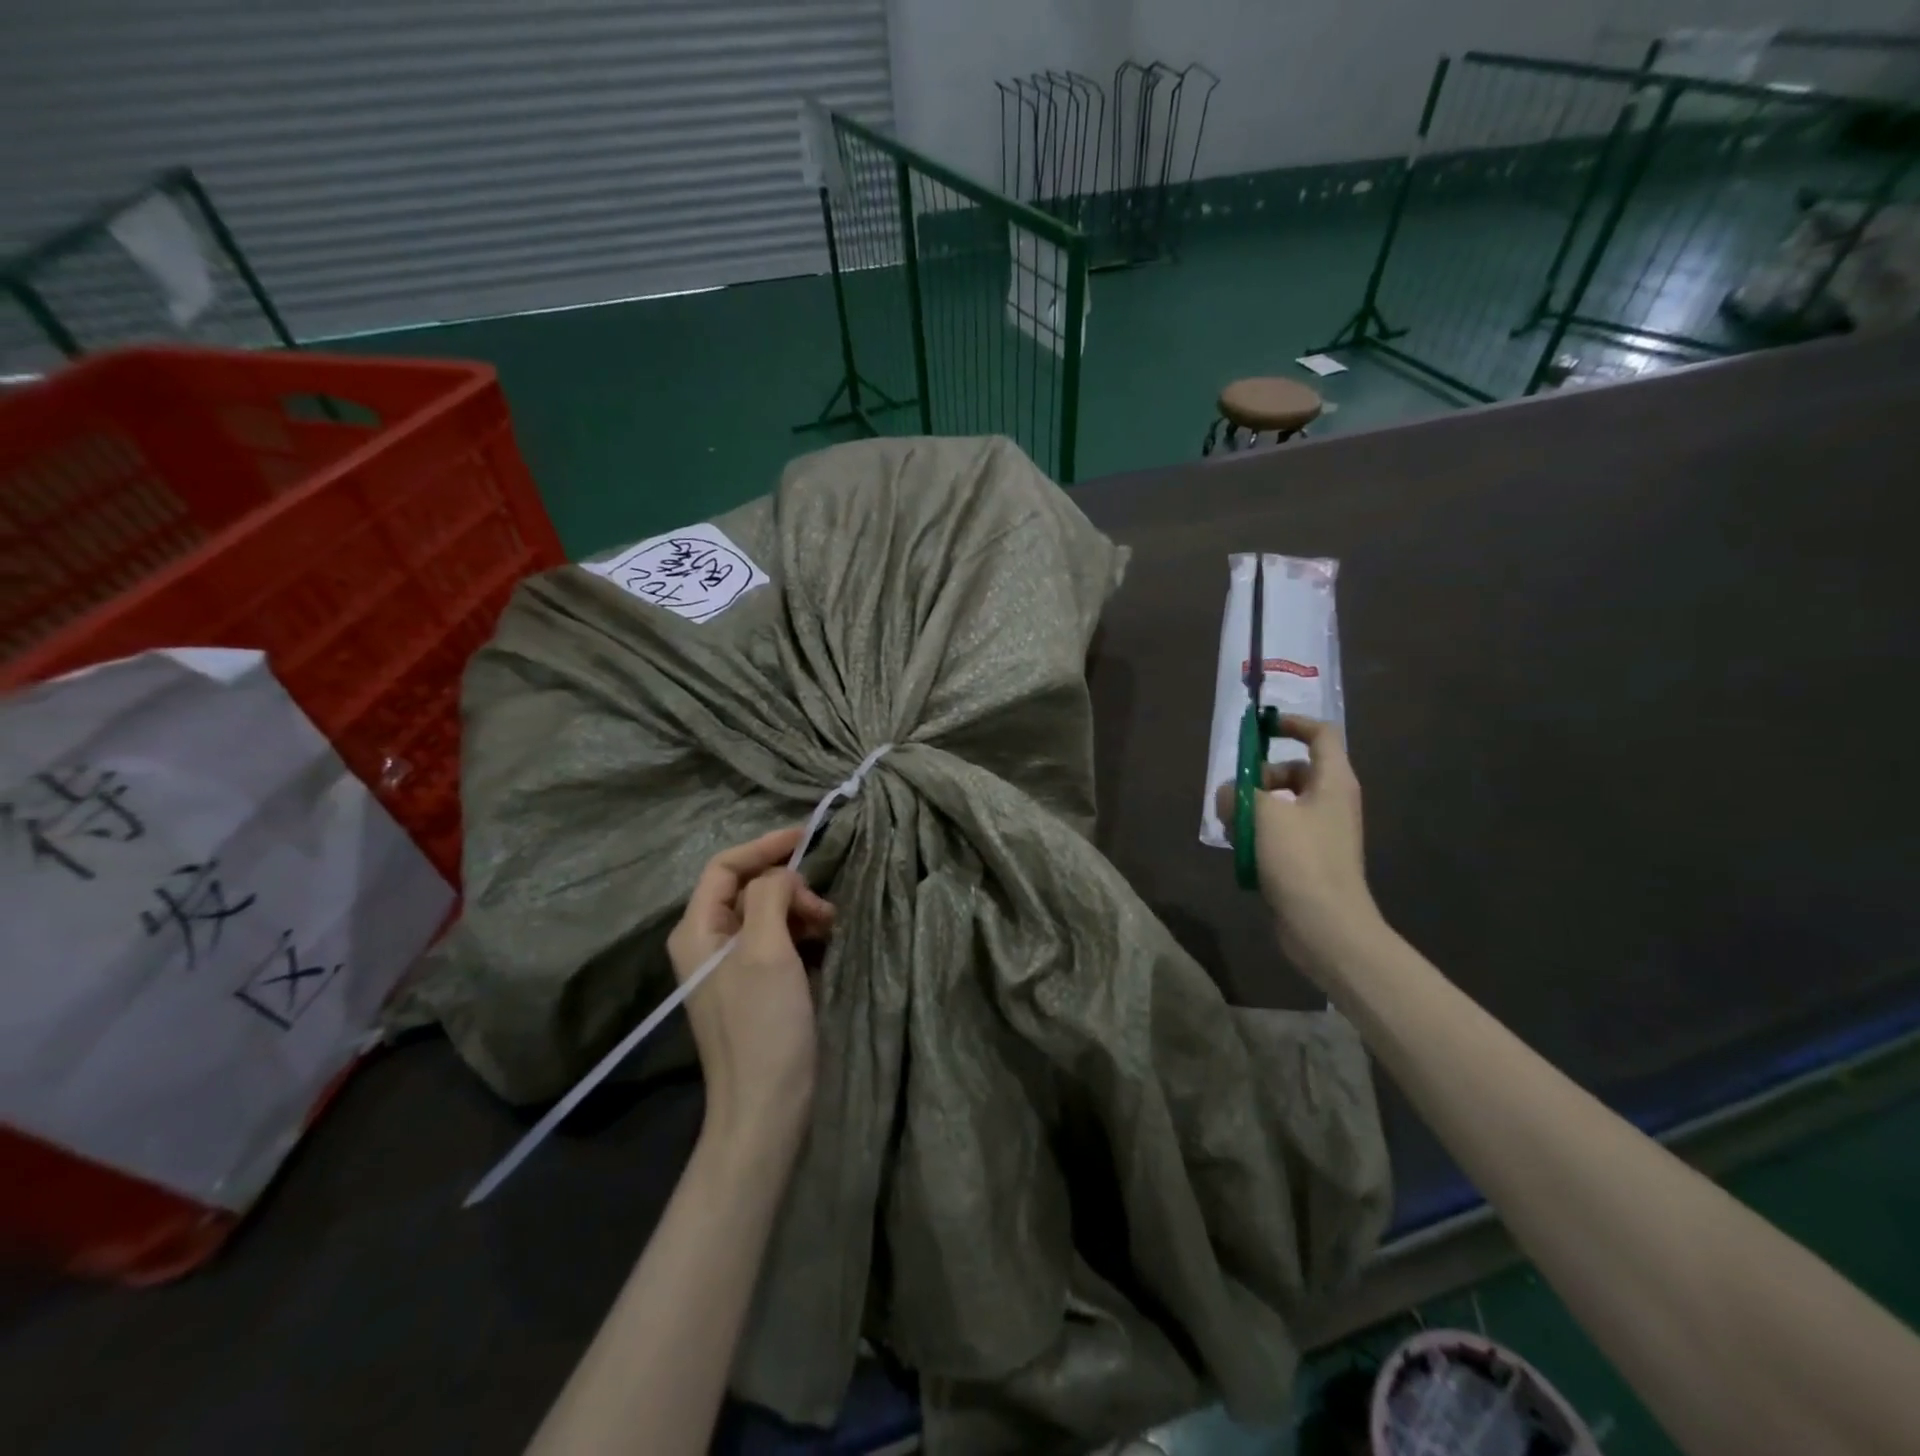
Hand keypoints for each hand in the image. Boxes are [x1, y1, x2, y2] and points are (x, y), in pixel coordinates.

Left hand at [667, 828, 835, 1152]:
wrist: (767, 1106)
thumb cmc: (763, 1024)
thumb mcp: (765, 950)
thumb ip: (770, 897)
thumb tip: (781, 876)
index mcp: (698, 930)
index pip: (725, 866)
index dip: (764, 847)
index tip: (808, 839)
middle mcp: (709, 943)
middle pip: (748, 888)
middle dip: (788, 885)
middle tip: (823, 907)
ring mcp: (733, 967)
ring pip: (768, 913)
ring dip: (800, 909)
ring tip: (831, 926)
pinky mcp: (757, 986)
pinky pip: (778, 940)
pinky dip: (803, 932)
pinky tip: (826, 942)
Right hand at [1215, 714, 1383, 978]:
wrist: (1326, 926)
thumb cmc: (1300, 860)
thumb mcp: (1261, 815)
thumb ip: (1238, 793)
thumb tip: (1228, 794)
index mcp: (1333, 781)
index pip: (1320, 735)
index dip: (1292, 723)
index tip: (1260, 728)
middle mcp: (1332, 801)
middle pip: (1294, 771)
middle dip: (1260, 777)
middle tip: (1235, 794)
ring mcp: (1323, 832)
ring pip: (1282, 804)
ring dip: (1254, 809)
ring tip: (1234, 829)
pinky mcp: (1310, 859)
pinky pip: (1281, 833)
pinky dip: (1260, 835)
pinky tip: (1242, 853)